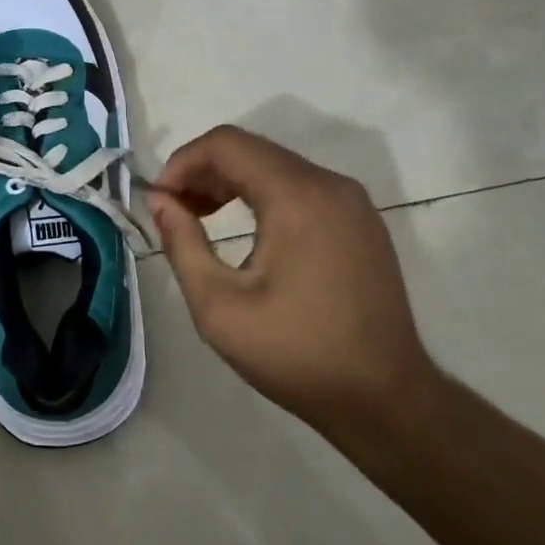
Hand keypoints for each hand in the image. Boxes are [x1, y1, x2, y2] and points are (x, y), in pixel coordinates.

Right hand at [148, 126, 436, 436]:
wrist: (386, 400)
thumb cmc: (297, 354)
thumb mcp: (219, 307)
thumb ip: (182, 243)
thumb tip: (159, 201)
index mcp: (297, 197)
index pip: (226, 144)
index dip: (183, 162)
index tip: (159, 199)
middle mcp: (329, 184)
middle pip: (251, 150)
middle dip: (203, 172)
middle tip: (174, 211)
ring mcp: (352, 201)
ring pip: (275, 165)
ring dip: (231, 182)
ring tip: (200, 218)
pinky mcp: (361, 220)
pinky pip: (301, 186)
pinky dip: (263, 194)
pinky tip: (247, 230)